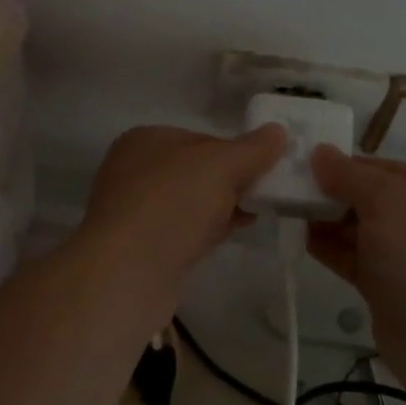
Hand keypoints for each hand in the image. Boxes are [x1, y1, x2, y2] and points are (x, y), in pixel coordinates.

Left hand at [76, 124, 288, 313]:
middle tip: (265, 193)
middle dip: (231, 181)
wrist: (127, 273)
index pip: (201, 139)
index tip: (264, 169)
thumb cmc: (172, 204)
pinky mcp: (141, 248)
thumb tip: (278, 131)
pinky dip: (207, 230)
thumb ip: (252, 149)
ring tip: (255, 214)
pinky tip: (232, 234)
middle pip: (196, 171)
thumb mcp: (221, 166)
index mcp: (144, 140)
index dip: (235, 152)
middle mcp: (133, 171)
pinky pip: (182, 231)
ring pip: (190, 203)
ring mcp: (134, 211)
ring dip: (222, 207)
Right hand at [307, 146, 405, 351]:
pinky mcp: (386, 287)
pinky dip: (330, 249)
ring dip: (326, 221)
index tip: (302, 164)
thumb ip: (349, 175)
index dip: (342, 164)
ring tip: (287, 212)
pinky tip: (303, 240)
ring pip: (358, 229)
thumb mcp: (386, 199)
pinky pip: (353, 259)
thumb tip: (320, 152)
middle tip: (287, 189)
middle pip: (367, 198)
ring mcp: (404, 256)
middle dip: (331, 193)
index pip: (380, 168)